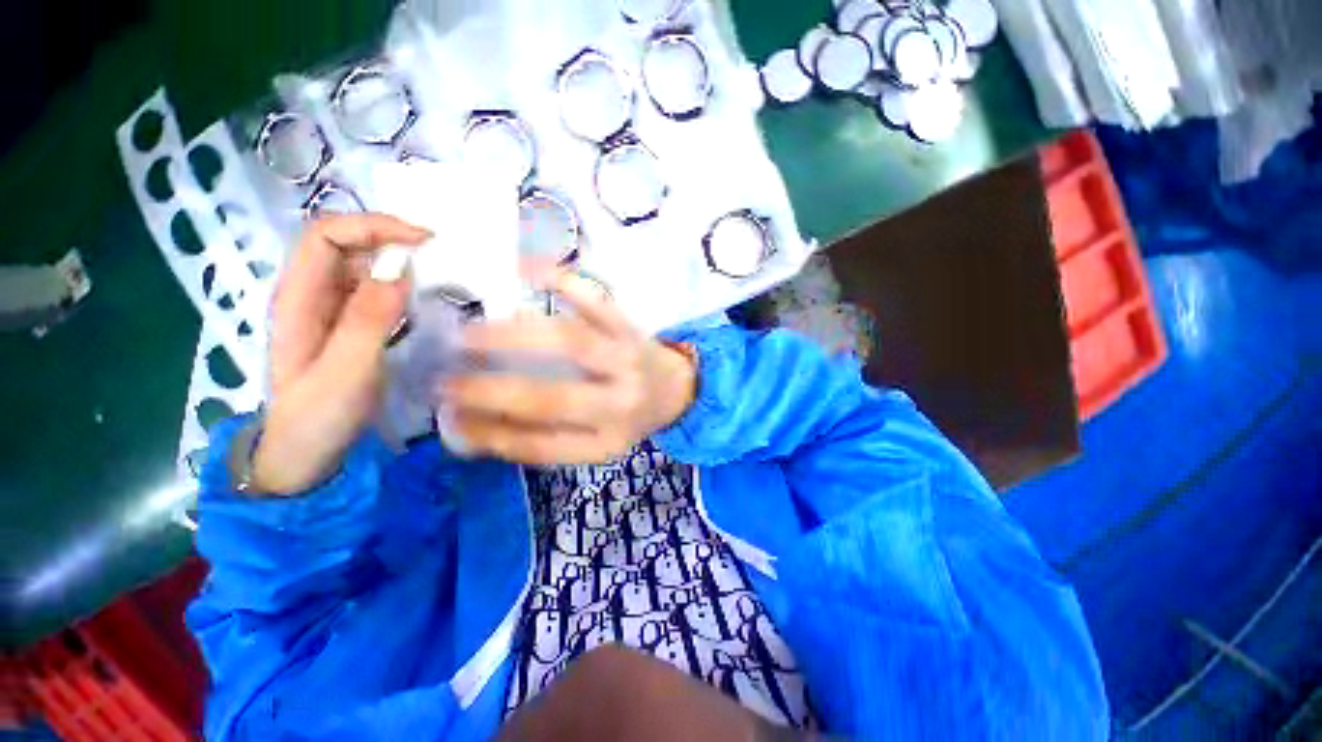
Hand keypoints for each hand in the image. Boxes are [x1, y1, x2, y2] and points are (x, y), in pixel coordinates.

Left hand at [251, 214, 429, 494]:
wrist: (304, 457)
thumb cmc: (317, 418)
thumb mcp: (345, 372)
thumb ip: (369, 321)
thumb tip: (399, 270)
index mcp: (298, 300)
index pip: (324, 236)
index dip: (371, 226)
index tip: (423, 241)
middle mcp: (311, 296)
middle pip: (344, 245)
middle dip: (389, 238)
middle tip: (439, 256)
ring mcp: (330, 311)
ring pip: (362, 267)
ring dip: (399, 262)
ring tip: (439, 275)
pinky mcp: (350, 327)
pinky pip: (376, 293)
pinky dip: (402, 287)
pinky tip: (424, 300)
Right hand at [443, 271, 696, 464]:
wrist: (678, 390)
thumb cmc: (629, 417)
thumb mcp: (595, 442)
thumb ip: (544, 438)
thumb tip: (472, 430)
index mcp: (607, 441)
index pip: (543, 445)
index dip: (492, 435)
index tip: (451, 420)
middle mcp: (620, 402)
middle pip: (553, 398)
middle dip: (492, 391)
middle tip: (444, 379)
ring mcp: (627, 359)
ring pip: (571, 341)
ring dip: (514, 336)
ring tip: (469, 334)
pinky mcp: (630, 327)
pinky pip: (598, 300)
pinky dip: (563, 280)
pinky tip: (526, 270)